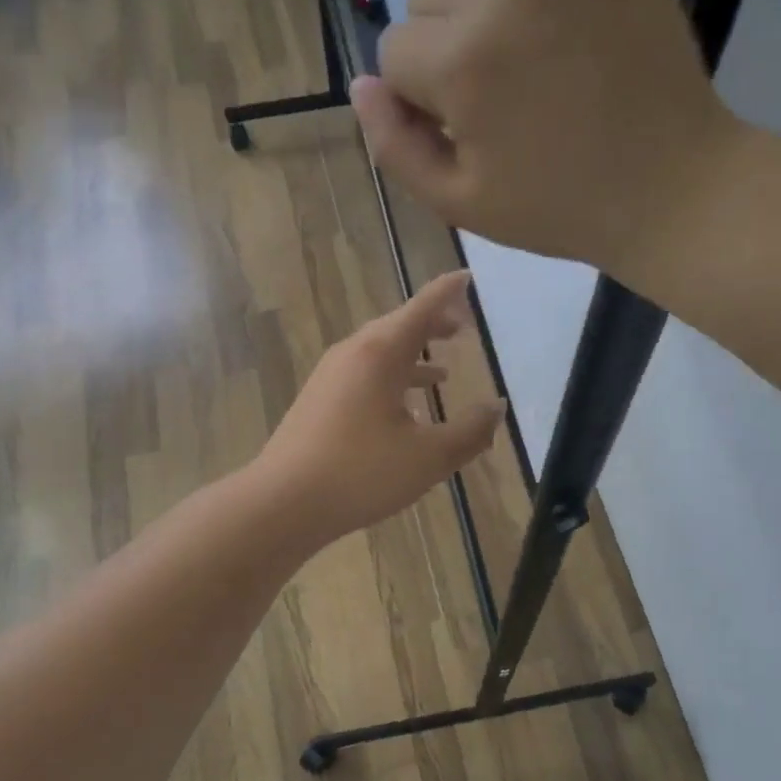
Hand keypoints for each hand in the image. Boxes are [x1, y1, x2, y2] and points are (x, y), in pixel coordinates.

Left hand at [254, 270, 504, 542]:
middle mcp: (353, 354)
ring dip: (412, 356)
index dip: (449, 291)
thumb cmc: (360, 473)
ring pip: (379, 353)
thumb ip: (470, 432)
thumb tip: (497, 407)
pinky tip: (402, 410)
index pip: (423, 307)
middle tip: (462, 328)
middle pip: (398, 326)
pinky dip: (390, 380)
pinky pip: (363, 376)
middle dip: (432, 325)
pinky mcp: (317, 402)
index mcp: (380, 353)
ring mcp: (329, 377)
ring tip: (441, 372)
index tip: (468, 277)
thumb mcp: (428, 457)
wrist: (282, 502)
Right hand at [352, 0, 738, 279]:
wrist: (667, 184)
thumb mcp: (459, 203)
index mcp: (462, 60)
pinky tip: (546, 10)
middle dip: (440, 43)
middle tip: (490, 92)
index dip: (417, 98)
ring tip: (511, 41)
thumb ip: (395, 148)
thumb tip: (361, 87)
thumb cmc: (556, 207)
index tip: (458, 127)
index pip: (394, 53)